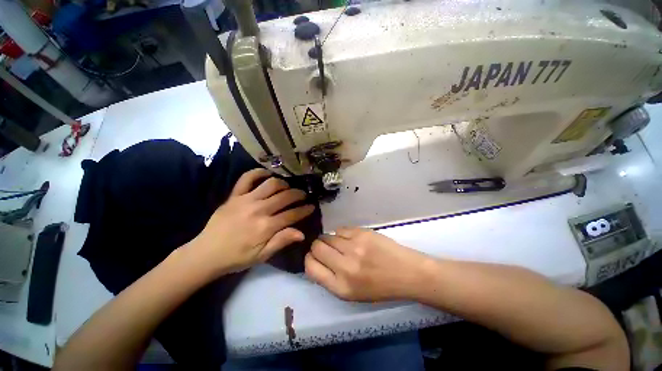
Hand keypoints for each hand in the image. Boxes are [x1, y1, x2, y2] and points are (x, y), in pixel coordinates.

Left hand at [186, 168, 314, 276]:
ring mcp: (246, 200)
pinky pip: (247, 178)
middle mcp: (259, 209)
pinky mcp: (234, 195)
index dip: (305, 210)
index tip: (312, 206)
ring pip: (271, 184)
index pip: (292, 214)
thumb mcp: (262, 255)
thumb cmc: (237, 257)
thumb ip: (281, 241)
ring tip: (288, 188)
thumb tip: (302, 233)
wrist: (206, 253)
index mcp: (266, 227)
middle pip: (285, 196)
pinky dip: (258, 173)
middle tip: (303, 195)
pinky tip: (267, 174)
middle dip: (298, 194)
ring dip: (284, 184)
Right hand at [305, 228, 431, 301]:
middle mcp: (345, 267)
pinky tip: (351, 238)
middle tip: (326, 248)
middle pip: (316, 247)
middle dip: (317, 246)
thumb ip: (330, 278)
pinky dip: (342, 233)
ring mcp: (354, 247)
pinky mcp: (362, 233)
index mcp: (341, 287)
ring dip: (330, 239)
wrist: (406, 273)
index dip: (309, 259)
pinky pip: (341, 229)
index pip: (311, 267)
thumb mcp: (351, 294)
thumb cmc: (379, 287)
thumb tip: (315, 258)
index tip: (314, 256)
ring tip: (341, 244)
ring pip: (328, 236)